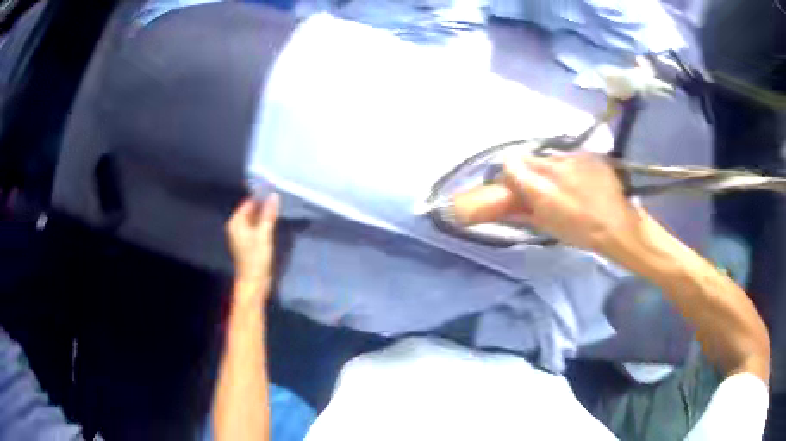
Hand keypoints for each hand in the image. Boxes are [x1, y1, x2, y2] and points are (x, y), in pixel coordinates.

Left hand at [226, 194, 279, 302]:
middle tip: (280, 199)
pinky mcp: (248, 243)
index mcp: (235, 222)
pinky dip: (263, 224)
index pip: (248, 202)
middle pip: (250, 210)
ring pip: (254, 219)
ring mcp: (241, 236)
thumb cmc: (256, 258)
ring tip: (279, 209)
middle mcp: (236, 227)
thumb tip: (273, 195)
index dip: (261, 197)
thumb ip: (268, 214)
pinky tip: (274, 223)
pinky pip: (256, 228)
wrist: (253, 283)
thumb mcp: (264, 234)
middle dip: (263, 206)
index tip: (275, 191)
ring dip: (265, 215)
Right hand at [502, 152, 642, 251]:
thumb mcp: (547, 227)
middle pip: (529, 159)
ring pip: (551, 158)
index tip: (514, 185)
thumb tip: (508, 206)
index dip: (510, 174)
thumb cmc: (580, 232)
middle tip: (541, 187)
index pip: (511, 164)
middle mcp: (553, 166)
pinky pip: (570, 157)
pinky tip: (581, 181)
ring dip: (551, 169)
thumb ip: (524, 211)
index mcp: (540, 188)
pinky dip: (570, 167)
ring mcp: (572, 157)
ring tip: (565, 185)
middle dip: (530, 171)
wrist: (616, 225)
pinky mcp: (588, 155)